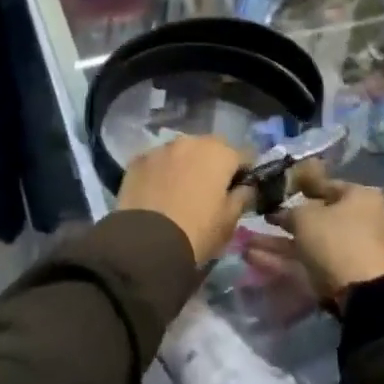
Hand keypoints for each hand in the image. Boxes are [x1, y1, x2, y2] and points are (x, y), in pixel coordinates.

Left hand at [117, 135, 252, 263]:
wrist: (147, 243)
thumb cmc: (198, 232)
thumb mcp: (230, 220)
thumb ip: (243, 197)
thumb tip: (246, 187)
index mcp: (220, 153)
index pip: (245, 154)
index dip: (245, 172)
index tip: (241, 188)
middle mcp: (191, 141)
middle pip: (211, 148)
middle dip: (214, 163)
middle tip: (210, 190)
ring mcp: (161, 148)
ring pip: (182, 151)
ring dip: (186, 164)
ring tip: (181, 190)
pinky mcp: (138, 160)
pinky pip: (157, 162)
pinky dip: (161, 171)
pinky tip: (158, 192)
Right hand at [246, 162, 383, 308]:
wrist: (361, 294)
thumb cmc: (335, 240)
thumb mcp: (305, 217)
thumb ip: (289, 211)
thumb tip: (281, 213)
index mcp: (359, 198)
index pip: (324, 184)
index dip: (296, 186)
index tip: (273, 190)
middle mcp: (358, 220)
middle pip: (314, 216)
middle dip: (281, 220)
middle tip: (256, 217)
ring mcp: (348, 250)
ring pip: (306, 241)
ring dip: (276, 242)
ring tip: (244, 241)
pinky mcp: (338, 274)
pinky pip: (307, 261)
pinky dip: (283, 259)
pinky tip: (253, 257)